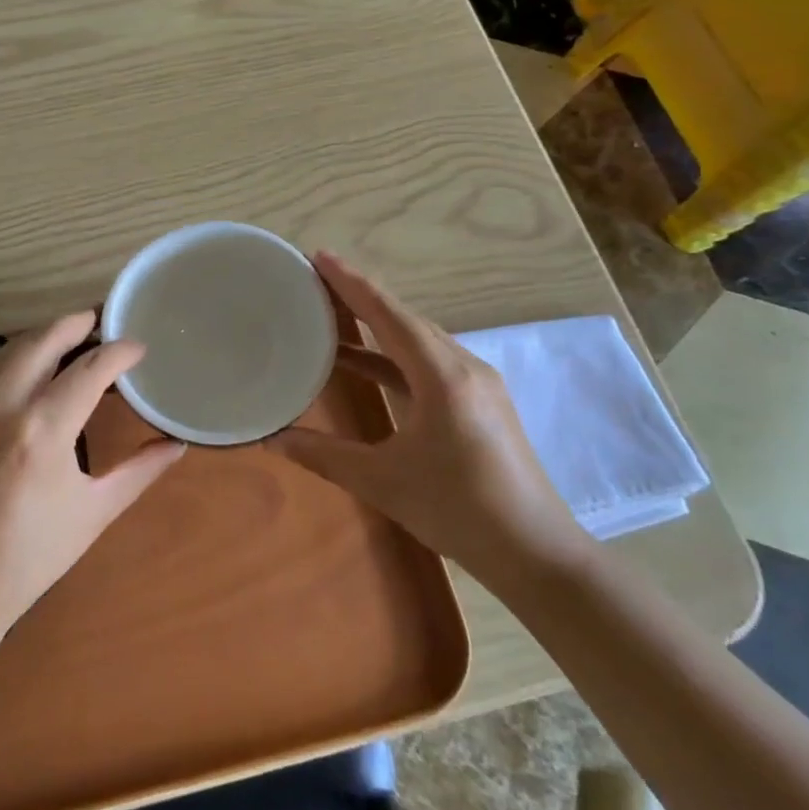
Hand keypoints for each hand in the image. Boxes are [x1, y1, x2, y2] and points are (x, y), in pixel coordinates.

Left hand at [0, 312, 185, 632]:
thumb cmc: (30, 556)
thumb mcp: (93, 513)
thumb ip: (139, 471)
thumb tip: (177, 444)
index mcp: (43, 431)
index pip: (90, 369)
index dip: (119, 352)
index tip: (138, 347)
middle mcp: (3, 406)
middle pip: (43, 340)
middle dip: (75, 323)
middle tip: (101, 319)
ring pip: (10, 350)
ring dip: (44, 335)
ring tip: (71, 335)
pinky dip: (15, 357)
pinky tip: (32, 368)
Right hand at [275, 252, 589, 589]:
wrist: (535, 553)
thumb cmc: (458, 510)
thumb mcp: (382, 481)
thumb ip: (324, 455)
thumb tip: (272, 438)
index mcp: (441, 375)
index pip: (388, 314)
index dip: (351, 283)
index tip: (319, 256)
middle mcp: (462, 366)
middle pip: (404, 317)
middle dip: (361, 296)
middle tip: (316, 281)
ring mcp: (476, 383)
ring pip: (418, 338)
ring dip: (377, 324)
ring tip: (333, 315)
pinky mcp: (479, 401)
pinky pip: (428, 361)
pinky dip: (393, 354)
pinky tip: (364, 364)